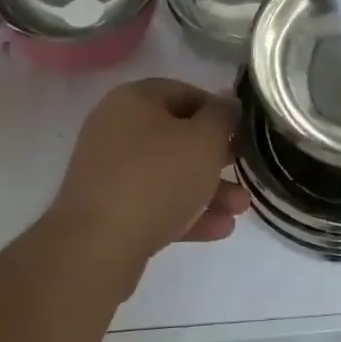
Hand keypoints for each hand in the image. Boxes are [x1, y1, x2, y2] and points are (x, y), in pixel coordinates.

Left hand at [48, 78, 248, 271]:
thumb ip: (222, 116)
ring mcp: (109, 171)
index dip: (218, 111)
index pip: (185, 93)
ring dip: (207, 189)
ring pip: (168, 173)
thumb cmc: (157, 178)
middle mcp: (115, 128)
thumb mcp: (205, 140)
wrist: (97, 248)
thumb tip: (228, 101)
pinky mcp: (108, 209)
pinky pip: (154, 202)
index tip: (242, 132)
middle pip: (177, 136)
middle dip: (216, 157)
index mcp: (133, 99)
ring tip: (240, 209)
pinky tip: (220, 229)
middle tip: (243, 170)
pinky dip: (185, 211)